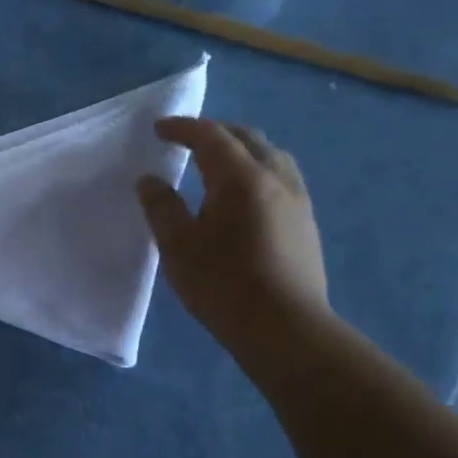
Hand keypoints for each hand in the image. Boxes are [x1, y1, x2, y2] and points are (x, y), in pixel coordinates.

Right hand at [136, 119, 328, 366]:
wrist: (286, 329)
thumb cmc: (224, 285)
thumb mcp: (177, 247)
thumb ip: (161, 207)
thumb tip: (150, 179)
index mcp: (242, 178)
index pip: (211, 136)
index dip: (183, 128)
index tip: (159, 129)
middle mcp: (276, 178)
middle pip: (247, 138)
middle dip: (215, 132)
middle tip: (187, 140)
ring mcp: (298, 200)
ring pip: (270, 155)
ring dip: (241, 149)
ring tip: (218, 163)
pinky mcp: (307, 223)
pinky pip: (281, 177)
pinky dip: (257, 169)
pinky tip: (245, 194)